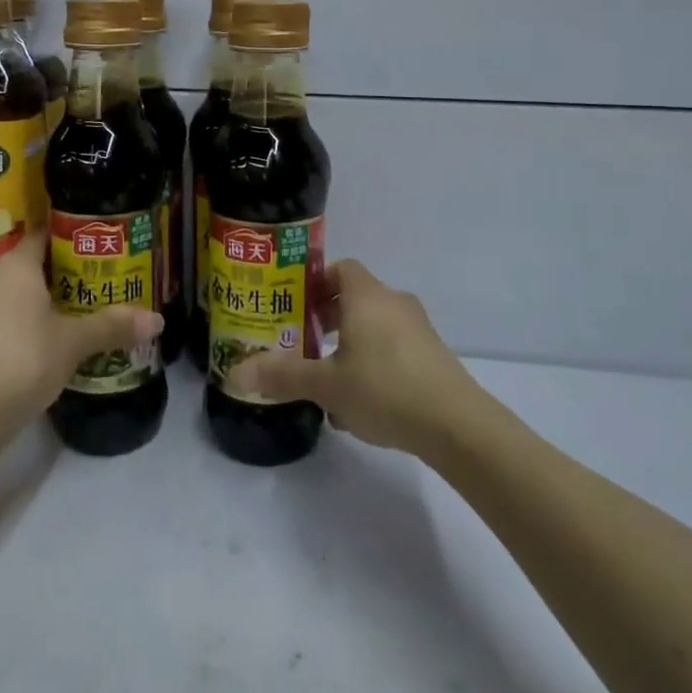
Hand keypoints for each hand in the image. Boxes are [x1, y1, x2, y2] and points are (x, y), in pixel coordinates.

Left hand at [0, 231, 162, 422]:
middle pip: (33, 266)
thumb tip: (158, 319)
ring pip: (17, 297)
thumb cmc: (20, 359)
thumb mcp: (73, 343)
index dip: (74, 238)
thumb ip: (112, 326)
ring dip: (46, 304)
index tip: (102, 247)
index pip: (45, 235)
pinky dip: (27, 327)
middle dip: (66, 275)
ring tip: (84, 315)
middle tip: (102, 283)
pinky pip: (5, 321)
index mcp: (15, 265)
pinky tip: (51, 346)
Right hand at [225, 259, 475, 457]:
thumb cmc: (384, 389)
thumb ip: (282, 375)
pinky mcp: (433, 356)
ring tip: (329, 380)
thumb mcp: (326, 385)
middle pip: (356, 298)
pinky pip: (394, 348)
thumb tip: (235, 372)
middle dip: (328, 319)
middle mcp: (394, 302)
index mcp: (367, 296)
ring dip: (350, 345)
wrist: (456, 424)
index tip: (296, 307)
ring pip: (375, 326)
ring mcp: (418, 329)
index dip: (316, 282)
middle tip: (304, 343)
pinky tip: (361, 404)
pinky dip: (374, 363)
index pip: (340, 268)